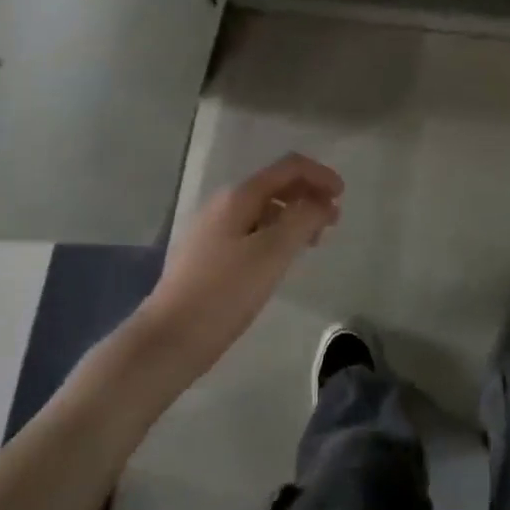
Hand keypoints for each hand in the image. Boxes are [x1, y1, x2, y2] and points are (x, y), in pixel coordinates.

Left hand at [136, 154, 343, 379]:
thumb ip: (302, 219)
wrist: (166, 341)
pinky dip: (275, 234)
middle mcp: (224, 203)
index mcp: (239, 196)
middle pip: (276, 185)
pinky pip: (251, 230)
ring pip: (264, 209)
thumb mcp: (272, 254)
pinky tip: (280, 259)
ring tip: (312, 241)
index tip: (343, 196)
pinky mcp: (206, 255)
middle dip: (308, 196)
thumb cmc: (223, 294)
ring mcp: (212, 229)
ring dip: (293, 216)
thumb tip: (322, 201)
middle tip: (332, 222)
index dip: (320, 175)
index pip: (288, 167)